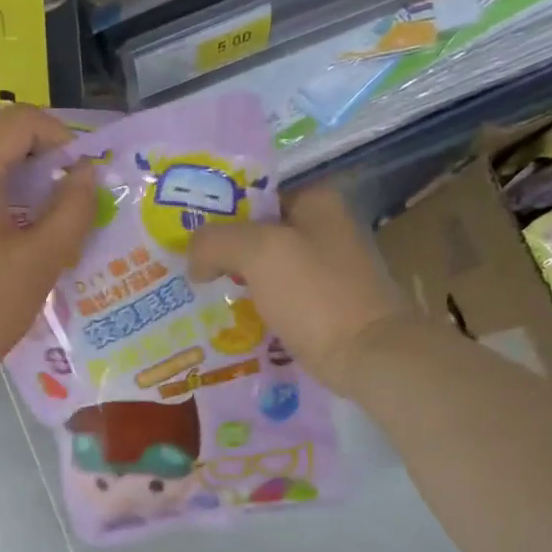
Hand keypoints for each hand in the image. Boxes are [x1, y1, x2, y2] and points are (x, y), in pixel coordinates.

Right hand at [188, 185, 402, 395]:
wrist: (367, 355)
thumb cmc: (315, 293)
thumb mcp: (258, 251)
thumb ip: (215, 241)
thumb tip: (194, 259)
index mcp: (317, 201)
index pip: (253, 196)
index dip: (217, 214)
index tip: (183, 237)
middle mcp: (324, 229)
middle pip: (256, 234)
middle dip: (221, 251)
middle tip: (185, 269)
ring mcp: (325, 271)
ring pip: (263, 269)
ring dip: (232, 282)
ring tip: (196, 295)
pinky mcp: (322, 307)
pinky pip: (274, 299)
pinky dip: (251, 307)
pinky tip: (225, 321)